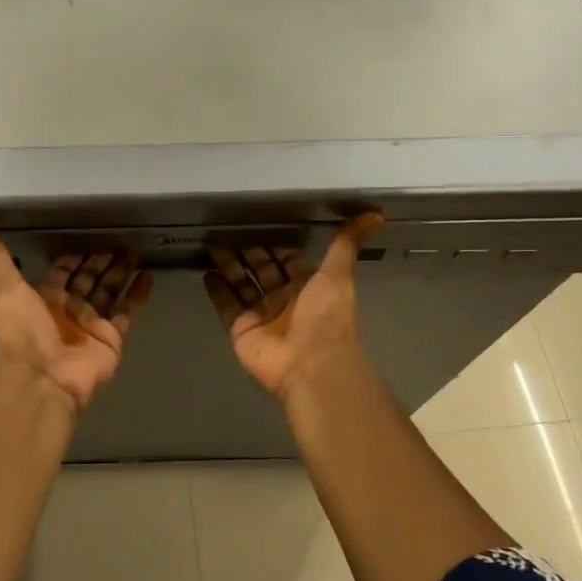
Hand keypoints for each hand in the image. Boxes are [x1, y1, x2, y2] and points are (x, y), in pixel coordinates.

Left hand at [0, 223, 153, 415]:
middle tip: (119, 240)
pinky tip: (148, 275)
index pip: (62, 270)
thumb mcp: (4, 287)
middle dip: (102, 260)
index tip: (88, 236)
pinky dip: (137, 294)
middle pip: (88, 278)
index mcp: (43, 297)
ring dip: (121, 272)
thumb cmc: (22, 331)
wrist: (42, 378)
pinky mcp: (111, 337)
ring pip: (109, 291)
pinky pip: (127, 311)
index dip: (74, 255)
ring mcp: (91, 324)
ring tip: (136, 251)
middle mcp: (68, 308)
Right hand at [204, 214, 382, 399]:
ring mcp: (260, 314)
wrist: (310, 364)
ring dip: (228, 265)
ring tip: (211, 243)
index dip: (275, 242)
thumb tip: (375, 215)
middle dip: (247, 250)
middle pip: (261, 268)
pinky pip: (226, 306)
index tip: (258, 221)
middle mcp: (283, 298)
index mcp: (307, 285)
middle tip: (227, 227)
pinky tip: (206, 272)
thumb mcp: (338, 275)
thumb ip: (346, 244)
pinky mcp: (240, 329)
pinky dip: (217, 290)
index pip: (287, 258)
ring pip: (241, 283)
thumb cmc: (325, 317)